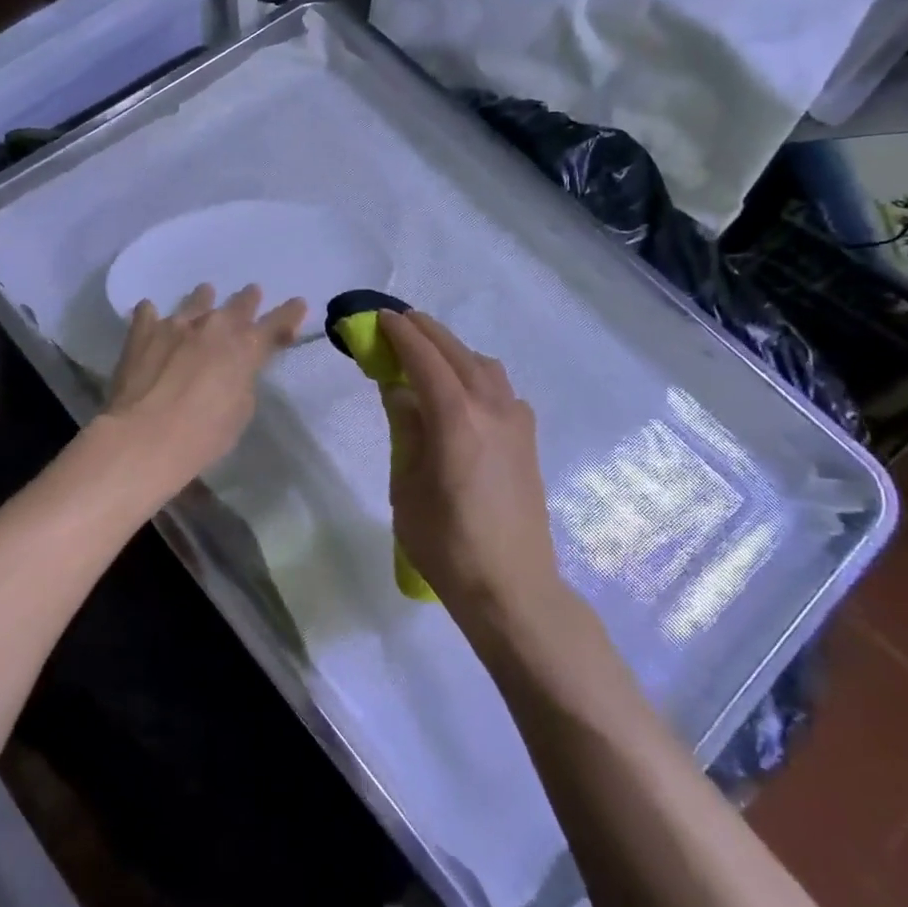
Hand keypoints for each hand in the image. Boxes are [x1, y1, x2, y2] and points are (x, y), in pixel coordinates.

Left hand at [102, 284, 305, 487]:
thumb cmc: (202, 436)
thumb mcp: (240, 412)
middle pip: (238, 305)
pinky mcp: (142, 333)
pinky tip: (150, 313)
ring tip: (206, 292)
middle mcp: (213, 327)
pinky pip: (148, 313)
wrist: (143, 438)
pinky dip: (153, 315)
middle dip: (248, 300)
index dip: (290, 313)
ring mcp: (175, 325)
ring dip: (204, 298)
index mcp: (245, 348)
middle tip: (252, 293)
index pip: (276, 323)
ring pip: (195, 301)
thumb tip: (235, 370)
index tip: (298, 304)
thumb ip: (242, 382)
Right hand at [378, 311, 563, 625]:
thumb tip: (398, 390)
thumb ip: (405, 429)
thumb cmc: (447, 544)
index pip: (424, 358)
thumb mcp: (406, 486)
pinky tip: (462, 394)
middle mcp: (492, 407)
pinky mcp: (528, 438)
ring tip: (427, 357)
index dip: (400, 333)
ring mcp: (517, 420)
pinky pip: (500, 388)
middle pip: (456, 351)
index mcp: (456, 418)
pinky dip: (476, 375)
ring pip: (483, 365)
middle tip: (398, 323)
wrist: (512, 588)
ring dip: (453, 351)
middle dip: (425, 332)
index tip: (379, 318)